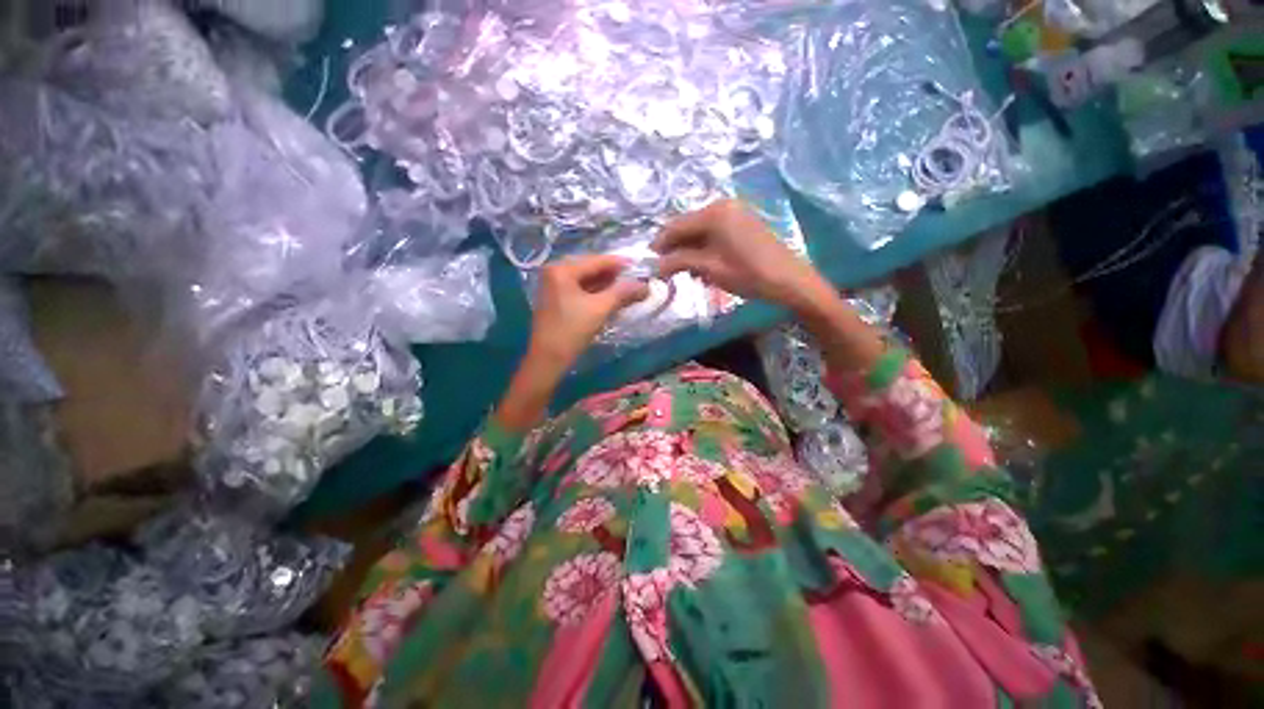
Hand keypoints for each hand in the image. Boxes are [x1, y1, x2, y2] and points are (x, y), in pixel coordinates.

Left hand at [528, 254, 649, 371]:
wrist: (548, 359)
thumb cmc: (572, 330)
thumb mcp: (600, 309)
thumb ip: (622, 292)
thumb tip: (644, 285)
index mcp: (562, 269)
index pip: (596, 261)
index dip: (620, 263)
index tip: (639, 265)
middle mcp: (554, 272)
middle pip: (590, 268)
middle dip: (613, 275)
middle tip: (634, 278)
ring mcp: (553, 286)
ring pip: (586, 280)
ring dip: (606, 284)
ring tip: (627, 288)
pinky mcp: (556, 299)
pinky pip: (580, 289)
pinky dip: (596, 292)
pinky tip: (610, 297)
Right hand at [651, 199, 830, 312]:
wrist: (789, 280)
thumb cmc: (748, 274)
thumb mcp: (709, 268)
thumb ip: (678, 262)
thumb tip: (654, 266)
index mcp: (714, 212)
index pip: (675, 226)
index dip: (659, 245)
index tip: (648, 263)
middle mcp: (722, 205)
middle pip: (687, 226)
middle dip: (674, 249)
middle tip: (666, 271)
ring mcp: (734, 212)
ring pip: (699, 231)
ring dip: (688, 250)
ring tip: (685, 273)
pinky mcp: (742, 222)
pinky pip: (713, 233)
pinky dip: (703, 248)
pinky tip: (703, 266)